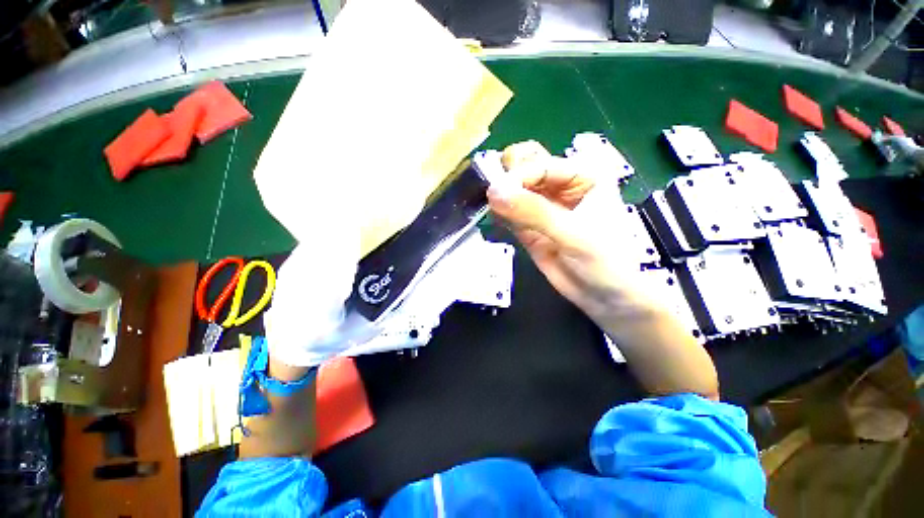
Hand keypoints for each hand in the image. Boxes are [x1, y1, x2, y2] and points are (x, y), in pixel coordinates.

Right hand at [488, 141, 718, 399]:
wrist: (615, 304)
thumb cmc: (610, 267)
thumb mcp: (572, 238)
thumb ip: (533, 212)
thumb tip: (494, 192)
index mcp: (581, 179)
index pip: (539, 159)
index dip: (519, 169)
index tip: (503, 189)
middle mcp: (562, 189)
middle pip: (524, 166)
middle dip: (506, 176)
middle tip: (495, 196)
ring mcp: (545, 209)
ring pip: (514, 189)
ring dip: (501, 195)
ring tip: (496, 212)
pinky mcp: (533, 230)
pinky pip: (511, 212)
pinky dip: (501, 213)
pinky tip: (499, 221)